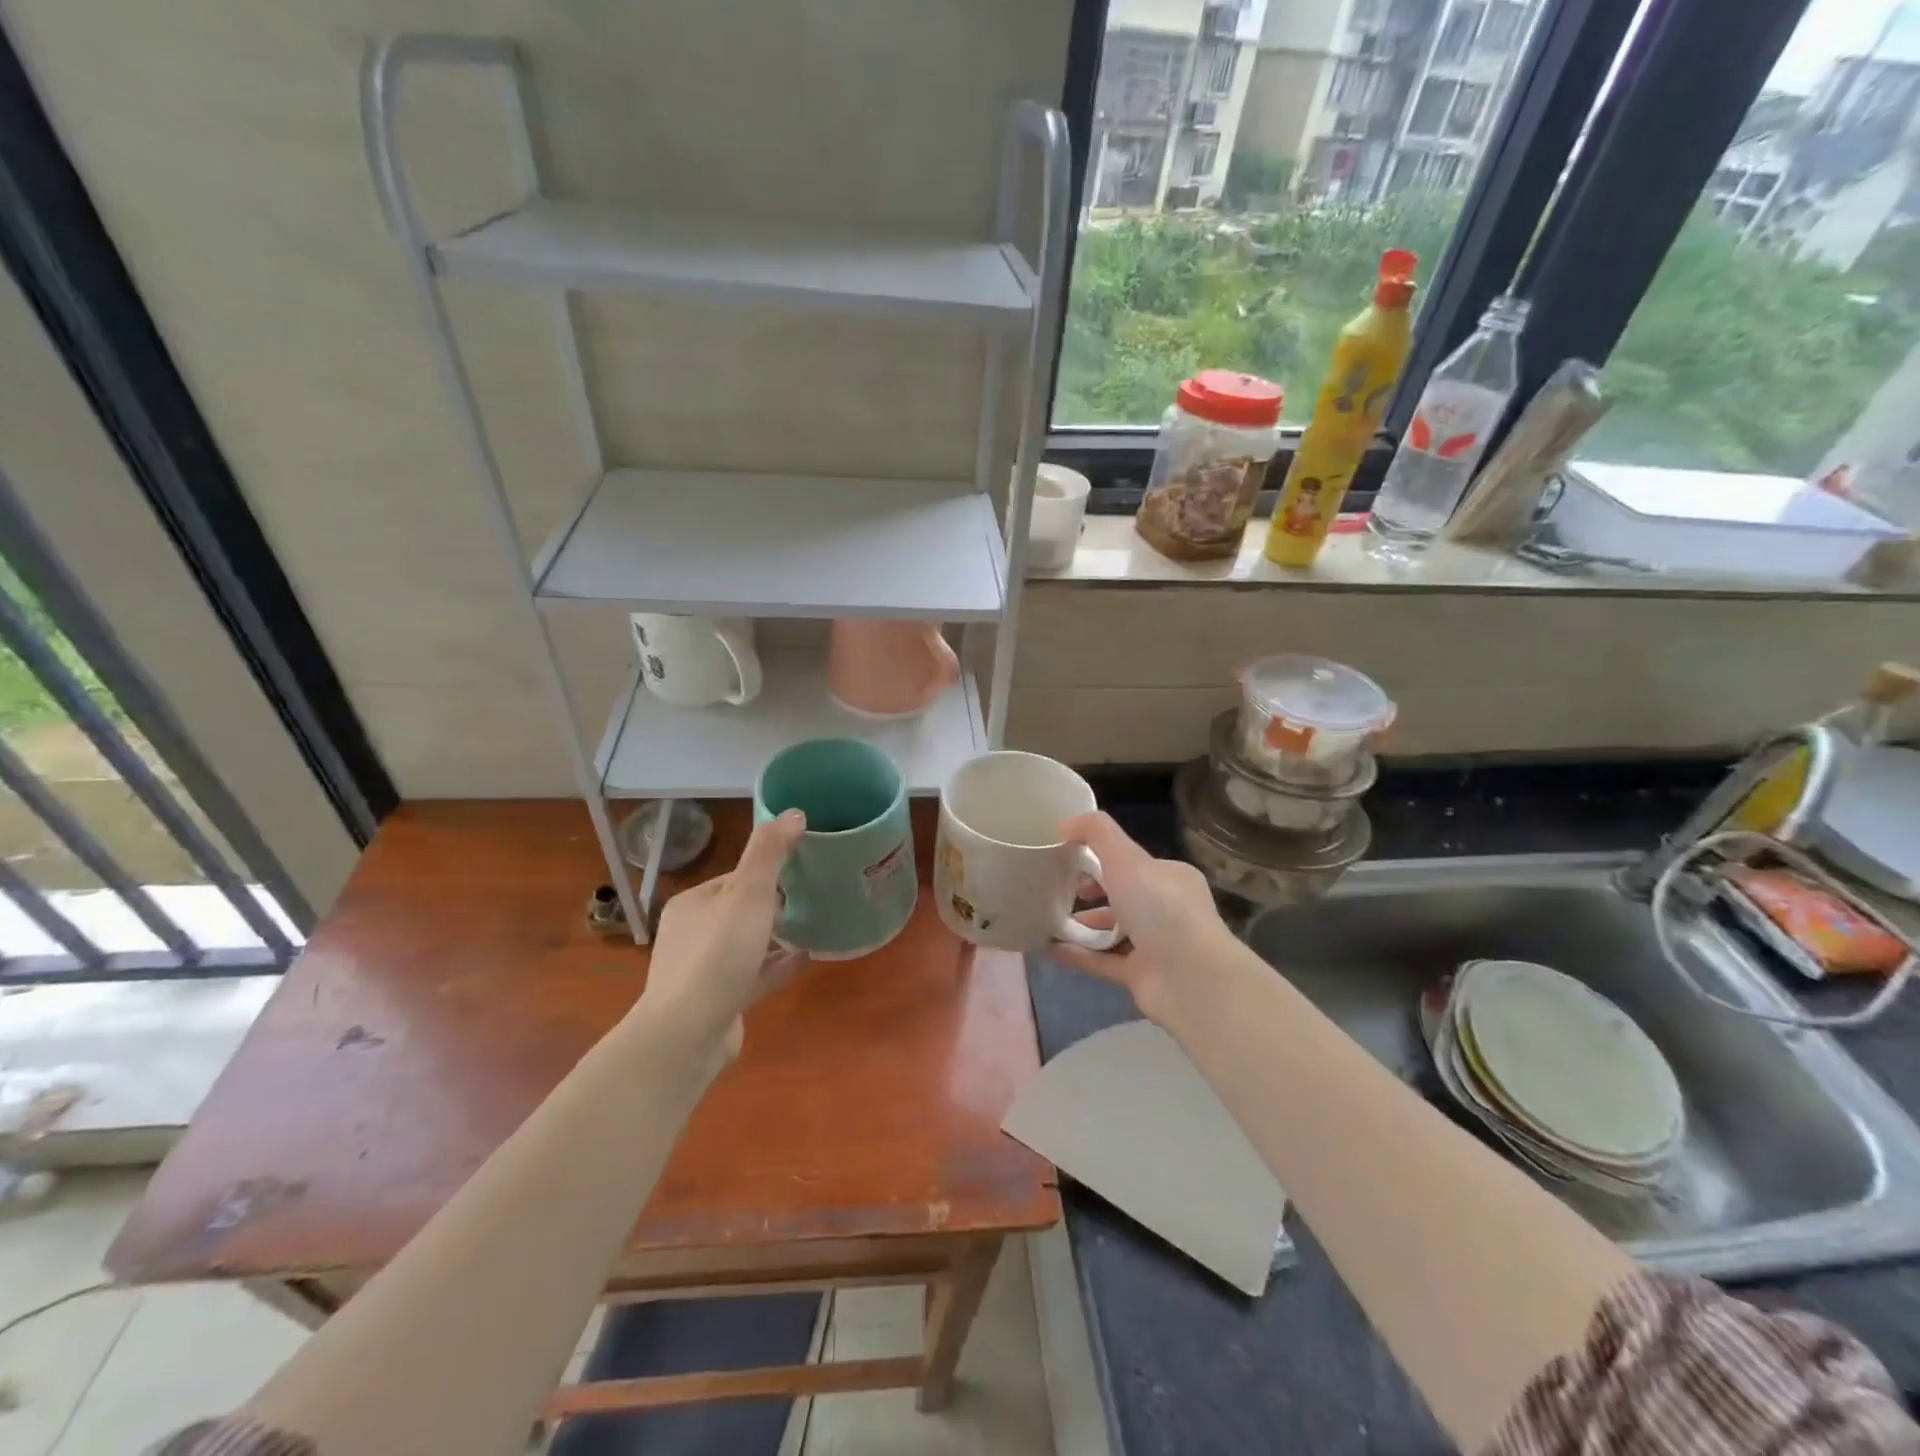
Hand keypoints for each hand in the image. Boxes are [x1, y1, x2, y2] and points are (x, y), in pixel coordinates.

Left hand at [633, 810, 808, 1062]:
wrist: (688, 1034)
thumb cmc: (718, 954)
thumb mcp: (748, 893)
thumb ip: (770, 852)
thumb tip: (793, 812)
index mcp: (693, 904)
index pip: (735, 878)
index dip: (768, 872)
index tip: (802, 869)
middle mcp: (693, 933)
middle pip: (740, 910)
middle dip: (773, 903)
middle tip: (813, 896)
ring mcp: (703, 971)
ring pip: (746, 944)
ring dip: (775, 935)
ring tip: (813, 924)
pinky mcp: (718, 1001)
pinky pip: (753, 975)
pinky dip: (777, 965)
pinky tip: (806, 959)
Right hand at [1053, 811, 1234, 1027]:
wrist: (1190, 979)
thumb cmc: (1161, 909)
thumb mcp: (1126, 858)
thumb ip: (1096, 833)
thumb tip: (1065, 822)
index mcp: (1170, 877)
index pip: (1133, 862)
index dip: (1101, 857)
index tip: (1069, 858)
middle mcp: (1166, 909)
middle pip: (1121, 895)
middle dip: (1090, 892)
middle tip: (1058, 889)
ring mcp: (1155, 945)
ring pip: (1112, 930)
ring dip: (1081, 925)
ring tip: (1046, 918)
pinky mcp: (1141, 975)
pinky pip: (1103, 960)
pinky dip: (1077, 955)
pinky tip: (1048, 948)